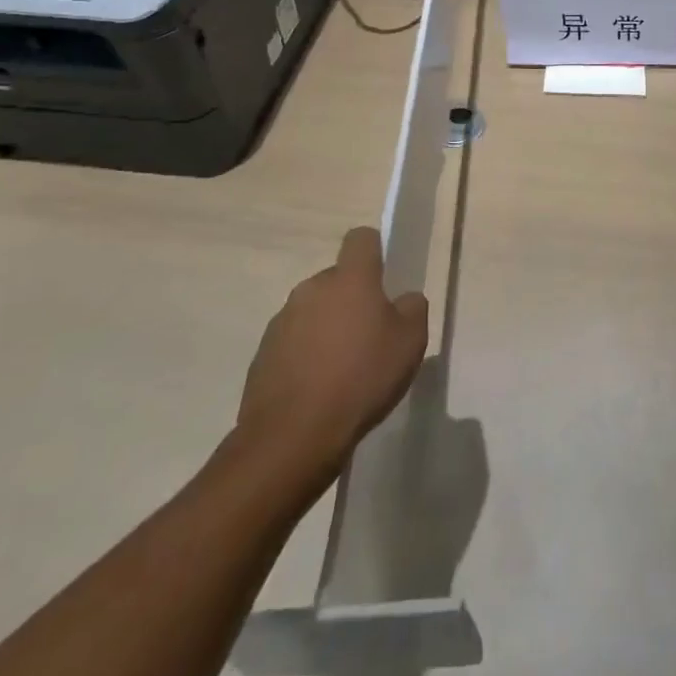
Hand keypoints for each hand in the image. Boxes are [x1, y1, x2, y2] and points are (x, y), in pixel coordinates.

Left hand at [231, 227, 429, 494]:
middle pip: (338, 279)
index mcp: (350, 278)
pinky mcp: (262, 355)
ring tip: (345, 368)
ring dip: (329, 327)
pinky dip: (307, 356)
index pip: (361, 238)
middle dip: (353, 298)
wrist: (292, 437)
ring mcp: (282, 322)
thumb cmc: (362, 378)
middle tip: (372, 334)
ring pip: (315, 311)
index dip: (375, 250)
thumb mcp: (411, 341)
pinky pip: (294, 342)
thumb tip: (402, 301)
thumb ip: (412, 308)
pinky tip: (320, 389)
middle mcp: (311, 289)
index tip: (386, 277)